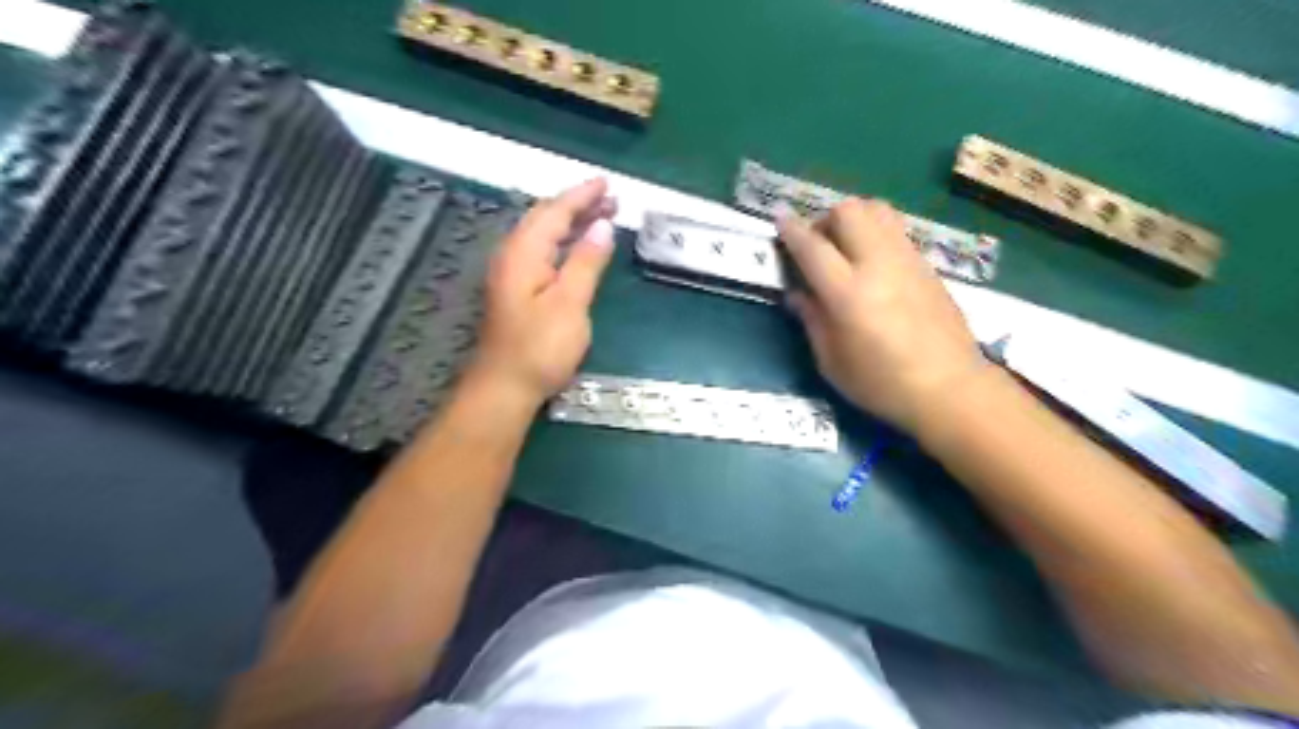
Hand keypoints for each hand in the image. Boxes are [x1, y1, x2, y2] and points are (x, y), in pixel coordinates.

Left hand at [465, 175, 614, 404]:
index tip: (608, 184)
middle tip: (612, 200)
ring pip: (543, 235)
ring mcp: (512, 274)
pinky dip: (564, 242)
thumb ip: (586, 261)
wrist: (505, 387)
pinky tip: (577, 248)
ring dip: (572, 223)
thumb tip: (602, 226)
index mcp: (524, 252)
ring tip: (602, 217)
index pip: (554, 211)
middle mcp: (513, 255)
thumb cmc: (540, 347)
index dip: (582, 195)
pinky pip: (542, 251)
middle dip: (578, 205)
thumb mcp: (570, 303)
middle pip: (545, 218)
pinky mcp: (517, 291)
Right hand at [774, 198, 990, 434]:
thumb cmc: (881, 384)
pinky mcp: (927, 265)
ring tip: (846, 247)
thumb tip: (797, 293)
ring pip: (877, 209)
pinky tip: (872, 263)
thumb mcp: (831, 362)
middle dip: (825, 219)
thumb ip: (812, 320)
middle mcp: (878, 265)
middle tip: (818, 245)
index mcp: (848, 294)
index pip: (812, 247)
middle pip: (849, 211)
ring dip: (854, 219)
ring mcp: (907, 260)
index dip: (792, 230)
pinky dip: (876, 232)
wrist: (949, 388)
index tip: (779, 219)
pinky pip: (896, 230)